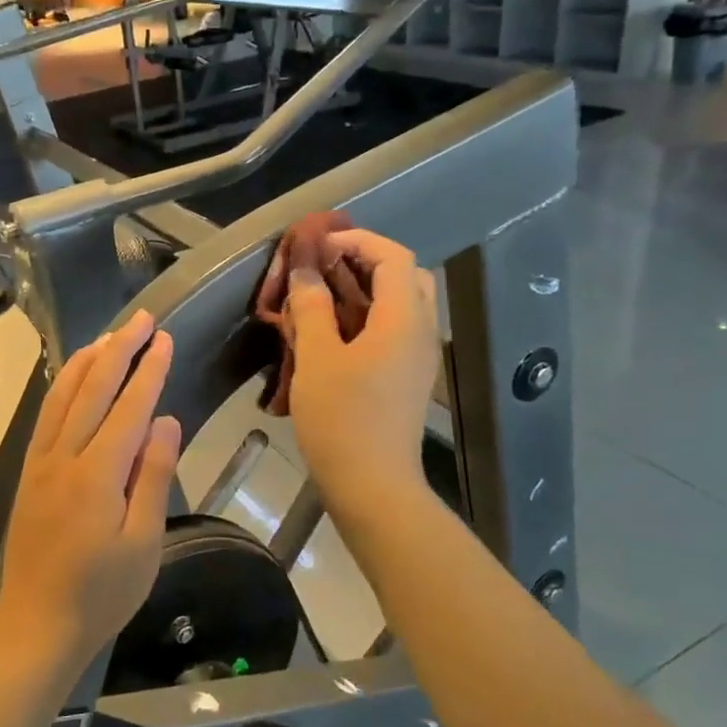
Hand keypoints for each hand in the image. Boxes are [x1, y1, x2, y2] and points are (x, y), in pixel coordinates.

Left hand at [0, 312, 182, 669]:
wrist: (37, 625)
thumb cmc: (102, 592)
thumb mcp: (144, 542)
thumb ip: (154, 476)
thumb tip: (166, 420)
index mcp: (98, 473)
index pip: (129, 407)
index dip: (148, 369)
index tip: (163, 338)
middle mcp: (65, 456)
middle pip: (93, 389)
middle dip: (119, 349)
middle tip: (141, 318)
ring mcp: (41, 461)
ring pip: (63, 395)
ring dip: (87, 360)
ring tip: (109, 335)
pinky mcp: (29, 471)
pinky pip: (45, 415)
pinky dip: (61, 386)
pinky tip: (71, 376)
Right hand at [284, 229, 440, 512]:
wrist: (372, 485)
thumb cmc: (342, 418)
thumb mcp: (317, 357)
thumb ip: (311, 306)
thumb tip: (304, 269)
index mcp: (404, 319)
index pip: (393, 255)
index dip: (356, 240)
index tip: (317, 247)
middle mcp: (421, 331)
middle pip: (405, 275)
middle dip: (365, 261)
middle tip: (324, 266)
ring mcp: (418, 356)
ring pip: (401, 303)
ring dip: (364, 289)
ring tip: (321, 295)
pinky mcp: (408, 377)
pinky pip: (394, 329)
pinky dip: (367, 316)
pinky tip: (331, 330)